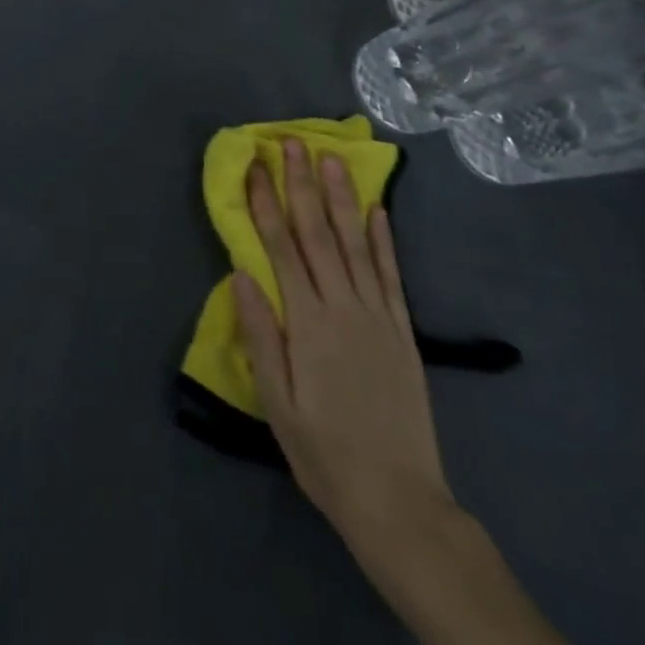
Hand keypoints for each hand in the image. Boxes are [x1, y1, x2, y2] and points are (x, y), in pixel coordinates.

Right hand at [232, 139, 455, 547]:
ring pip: (356, 243)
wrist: (399, 502)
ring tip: (331, 158)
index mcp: (307, 322)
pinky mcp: (403, 331)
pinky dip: (384, 239)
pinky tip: (378, 210)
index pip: (281, 247)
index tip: (253, 165)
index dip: (264, 203)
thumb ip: (261, 335)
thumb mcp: (277, 403)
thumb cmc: (324, 452)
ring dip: (341, 197)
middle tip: (291, 142)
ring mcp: (378, 316)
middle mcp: (343, 306)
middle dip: (301, 184)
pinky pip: (392, 275)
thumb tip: (241, 273)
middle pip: (318, 233)